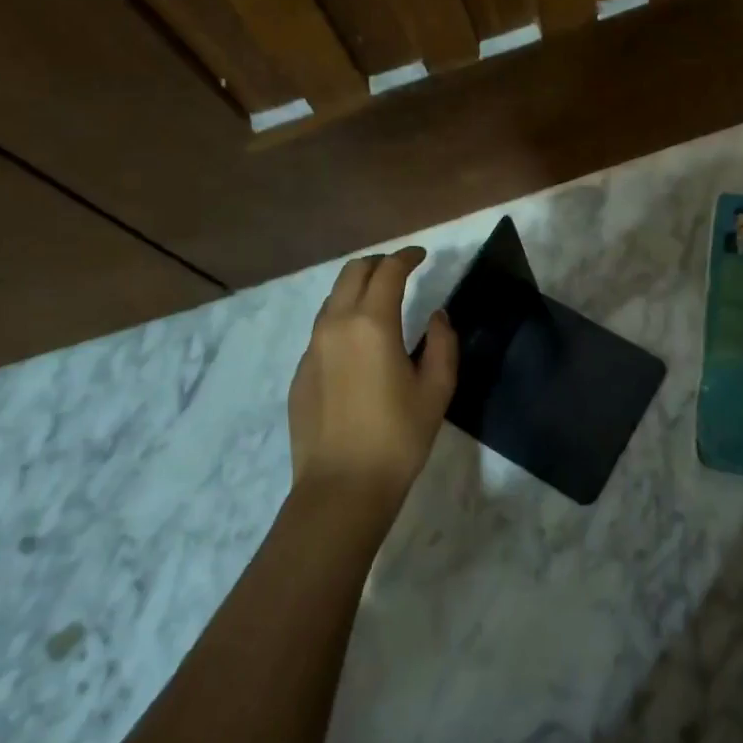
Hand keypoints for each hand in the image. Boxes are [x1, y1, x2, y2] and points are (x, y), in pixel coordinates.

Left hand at [287, 248, 458, 522]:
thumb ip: (442, 344)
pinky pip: (322, 329)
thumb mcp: (436, 390)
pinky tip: (359, 345)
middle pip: (353, 273)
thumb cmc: (399, 437)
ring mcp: (312, 348)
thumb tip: (436, 317)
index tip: (422, 256)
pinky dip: (343, 319)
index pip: (389, 271)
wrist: (342, 487)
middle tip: (401, 271)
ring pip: (333, 299)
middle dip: (379, 263)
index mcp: (372, 323)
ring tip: (380, 302)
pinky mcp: (300, 372)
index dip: (408, 256)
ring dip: (357, 289)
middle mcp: (336, 325)